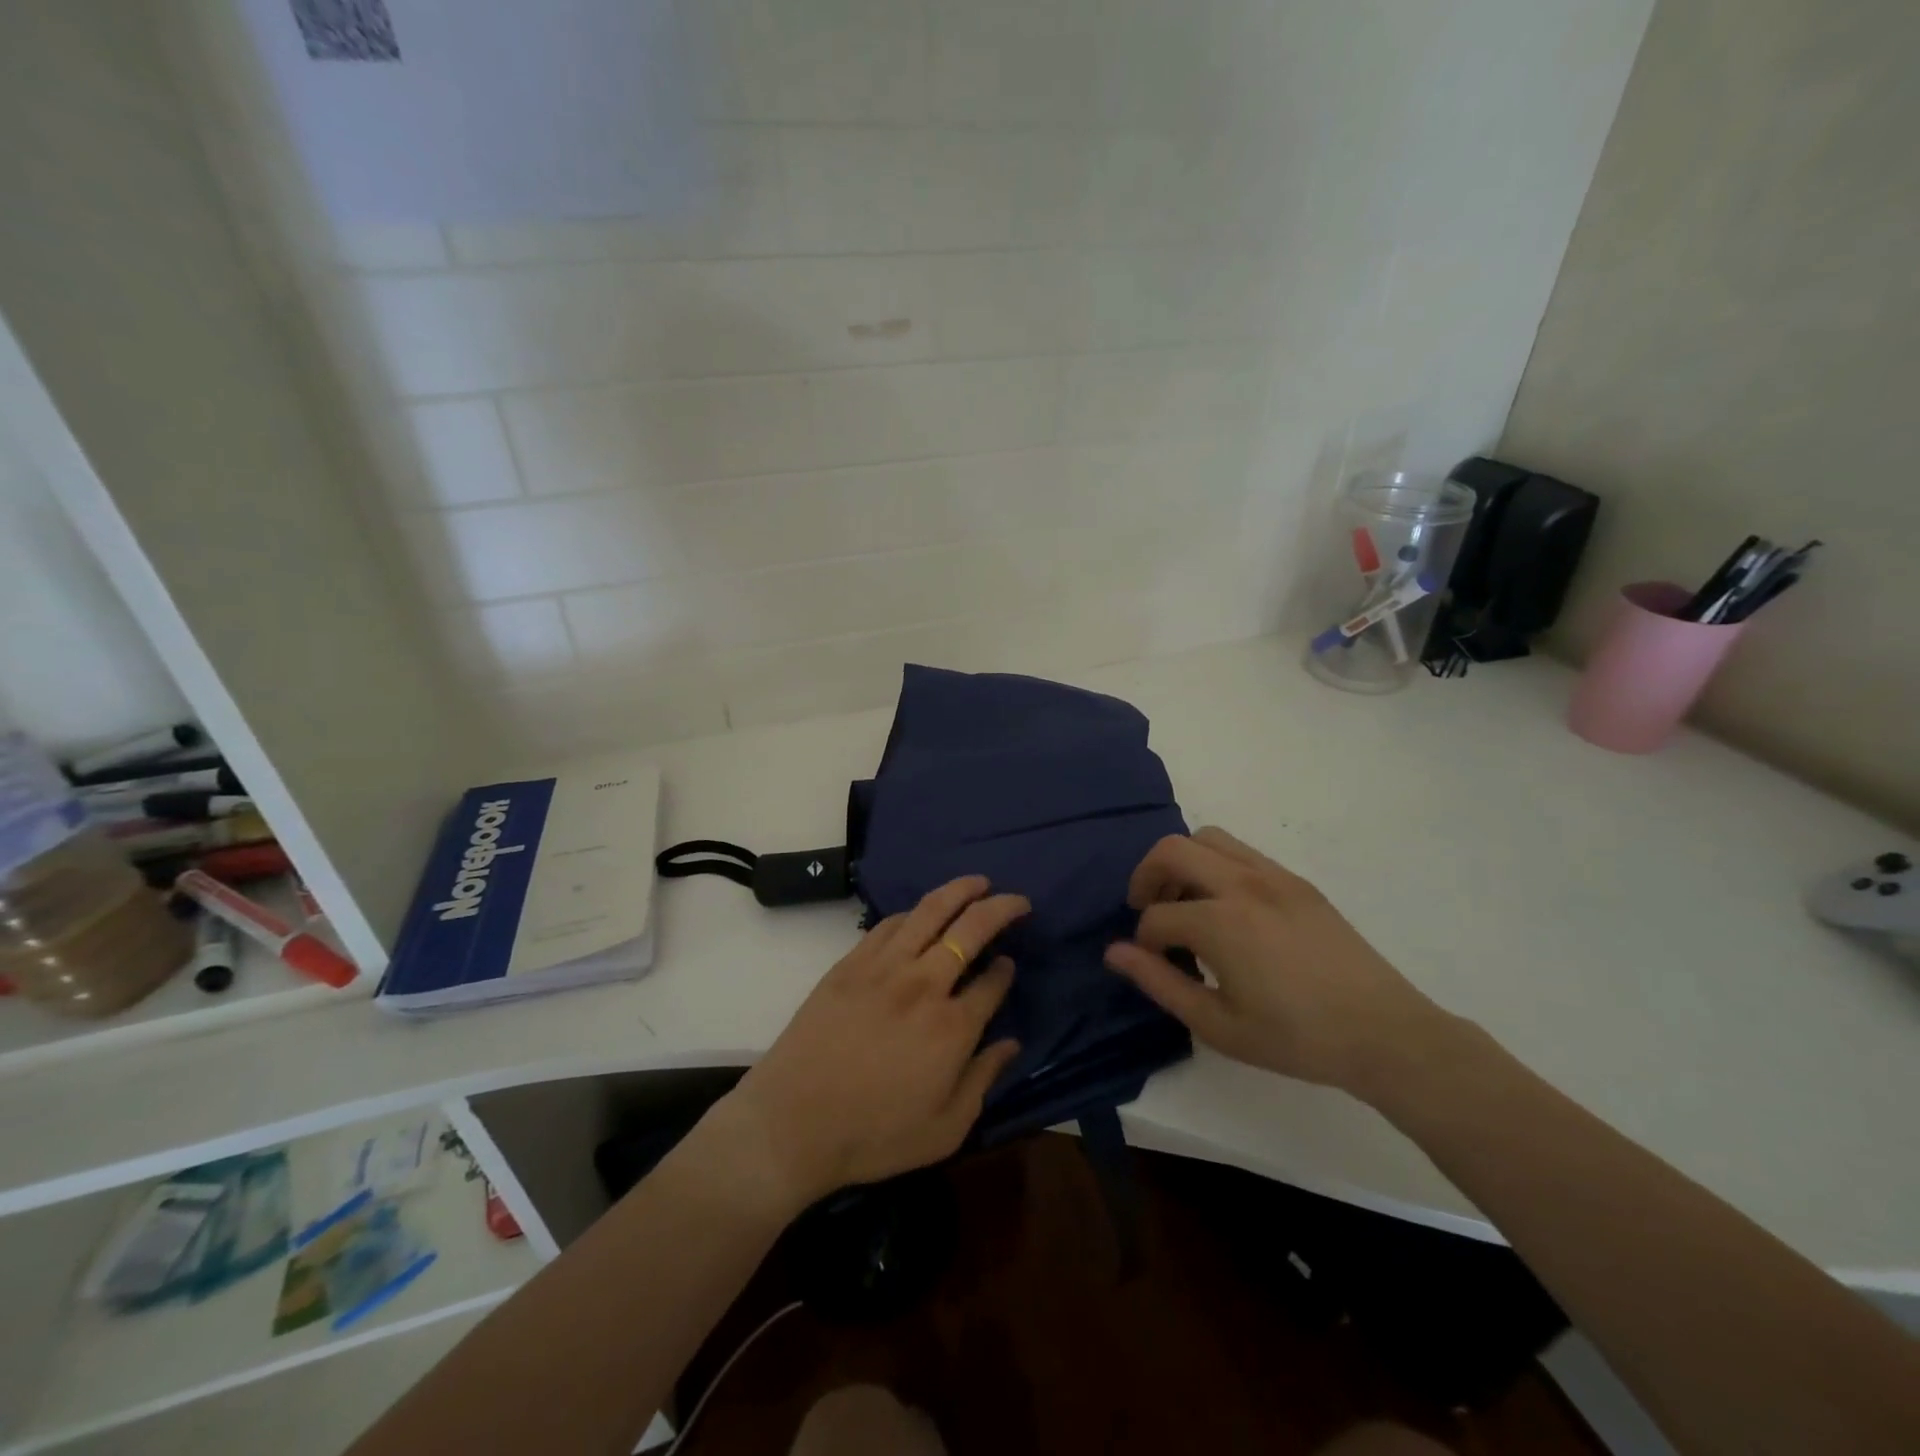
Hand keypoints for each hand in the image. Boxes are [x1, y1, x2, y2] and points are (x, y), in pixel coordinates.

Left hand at [719, 876, 1027, 1209]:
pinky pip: (888, 924)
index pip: (993, 982)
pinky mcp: (850, 964)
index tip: (1010, 964)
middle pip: (970, 930)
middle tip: (1018, 900)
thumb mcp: (945, 1129)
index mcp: (952, 1027)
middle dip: (1000, 908)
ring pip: (929, 912)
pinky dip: (913, 912)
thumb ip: (983, 1080)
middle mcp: (924, 985)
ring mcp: (884, 968)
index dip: (1006, 970)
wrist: (792, 1124)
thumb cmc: (873, 1136)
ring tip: (977, 882)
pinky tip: (921, 912)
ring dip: (959, 890)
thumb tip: (1011, 1043)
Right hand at [1104, 828, 1449, 1094]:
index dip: (1142, 940)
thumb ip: (1159, 983)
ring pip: (1207, 838)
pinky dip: (1216, 864)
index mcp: (1220, 922)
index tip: (1151, 962)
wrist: (1384, 1033)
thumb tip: (1114, 953)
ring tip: (1186, 902)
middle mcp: (1242, 884)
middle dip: (1148, 877)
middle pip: (1172, 850)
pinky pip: (1241, 851)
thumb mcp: (1218, 1025)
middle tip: (1148, 910)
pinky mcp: (1297, 881)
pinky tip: (1227, 906)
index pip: (1157, 916)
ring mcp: (1273, 876)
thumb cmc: (1296, 1038)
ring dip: (1182, 862)